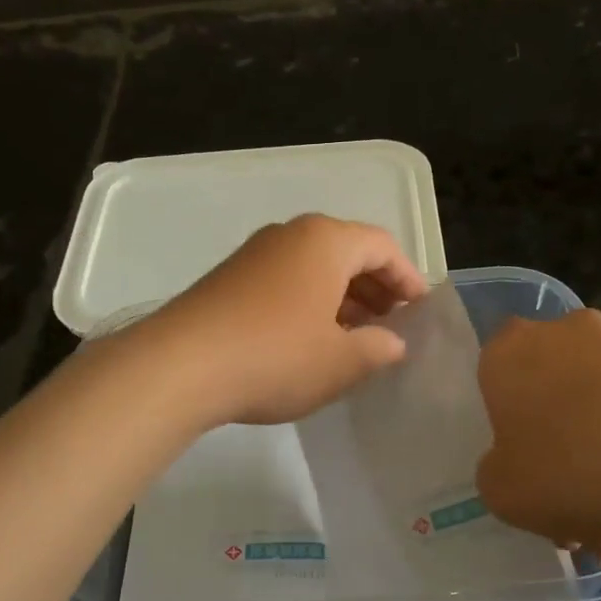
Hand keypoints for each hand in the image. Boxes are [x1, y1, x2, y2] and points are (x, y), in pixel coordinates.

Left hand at [142, 214, 429, 426]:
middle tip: (390, 323)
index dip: (407, 277)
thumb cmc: (276, 356)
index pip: (382, 246)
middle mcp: (290, 235)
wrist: (180, 366)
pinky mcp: (229, 278)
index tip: (420, 309)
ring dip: (341, 297)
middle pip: (347, 251)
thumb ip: (377, 349)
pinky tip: (309, 339)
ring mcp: (254, 254)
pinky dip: (308, 302)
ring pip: (313, 267)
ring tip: (354, 336)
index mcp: (326, 241)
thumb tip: (392, 343)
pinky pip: (284, 280)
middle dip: (375, 287)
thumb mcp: (341, 362)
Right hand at [474, 310, 600, 570]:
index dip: (506, 409)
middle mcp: (569, 331)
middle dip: (561, 431)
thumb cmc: (569, 472)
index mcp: (512, 349)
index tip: (518, 448)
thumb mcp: (501, 491)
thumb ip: (497, 469)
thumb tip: (516, 463)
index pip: (496, 366)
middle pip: (555, 381)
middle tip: (569, 490)